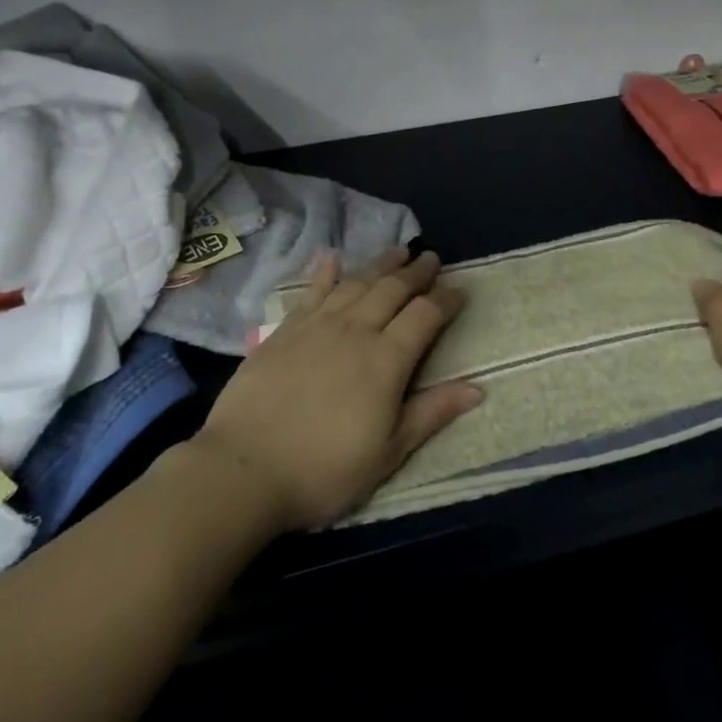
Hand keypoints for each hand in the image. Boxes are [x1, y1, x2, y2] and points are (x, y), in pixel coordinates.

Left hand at [192, 248, 482, 531]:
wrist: (244, 469)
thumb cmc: (324, 470)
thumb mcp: (388, 453)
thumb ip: (431, 413)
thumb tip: (477, 388)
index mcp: (386, 360)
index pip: (425, 316)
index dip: (445, 300)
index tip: (460, 290)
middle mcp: (355, 331)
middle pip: (392, 289)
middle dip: (416, 272)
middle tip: (431, 258)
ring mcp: (316, 326)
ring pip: (356, 283)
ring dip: (380, 264)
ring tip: (397, 251)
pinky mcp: (283, 330)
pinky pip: (311, 292)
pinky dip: (325, 272)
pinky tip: (332, 258)